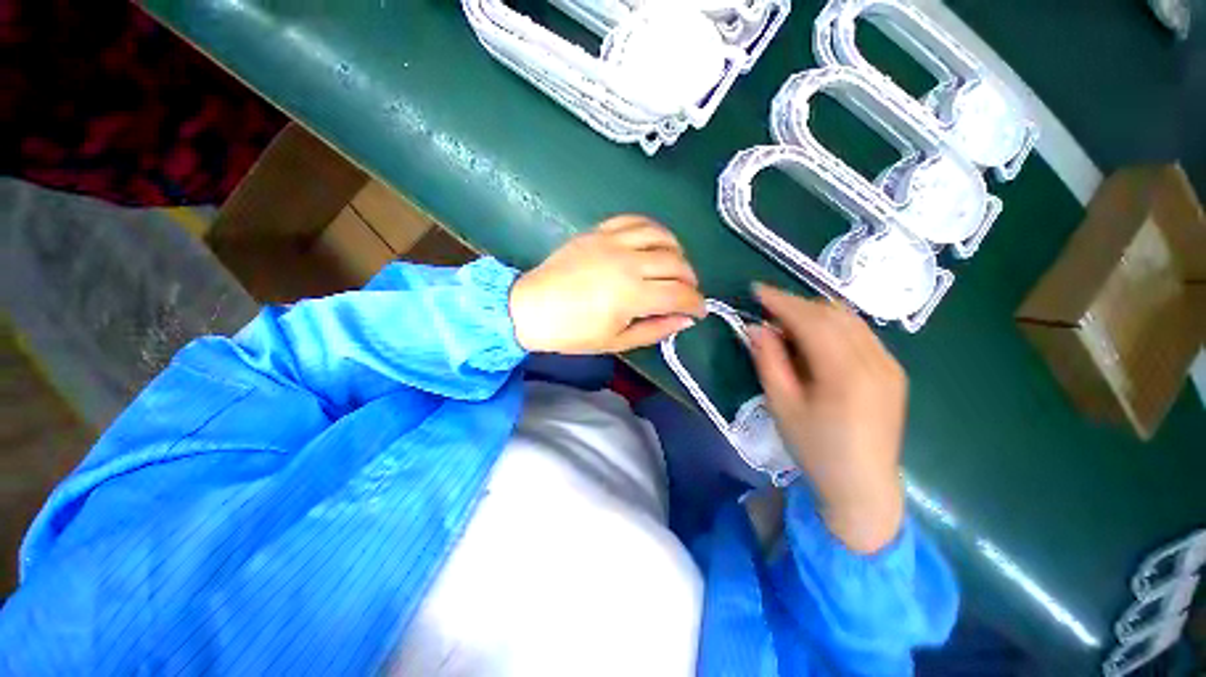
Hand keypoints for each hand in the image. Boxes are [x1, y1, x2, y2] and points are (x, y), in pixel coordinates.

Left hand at [509, 216, 705, 353]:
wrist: (531, 308)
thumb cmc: (573, 333)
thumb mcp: (617, 341)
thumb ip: (655, 329)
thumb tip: (685, 320)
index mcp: (632, 295)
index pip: (680, 294)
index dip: (696, 303)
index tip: (699, 311)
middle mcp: (627, 262)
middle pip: (677, 263)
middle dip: (691, 281)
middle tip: (686, 293)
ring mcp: (612, 242)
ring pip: (662, 236)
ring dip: (677, 252)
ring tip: (675, 267)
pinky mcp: (599, 231)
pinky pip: (635, 220)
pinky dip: (653, 229)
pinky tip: (654, 243)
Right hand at [747, 284, 906, 553]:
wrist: (862, 486)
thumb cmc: (815, 449)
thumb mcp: (781, 405)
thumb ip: (769, 361)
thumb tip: (756, 327)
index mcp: (846, 373)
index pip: (811, 320)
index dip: (781, 301)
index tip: (756, 290)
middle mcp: (876, 360)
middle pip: (833, 314)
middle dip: (797, 305)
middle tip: (767, 310)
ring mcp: (890, 364)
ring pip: (850, 320)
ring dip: (815, 314)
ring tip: (787, 324)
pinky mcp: (894, 372)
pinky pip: (860, 334)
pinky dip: (833, 328)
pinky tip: (815, 342)